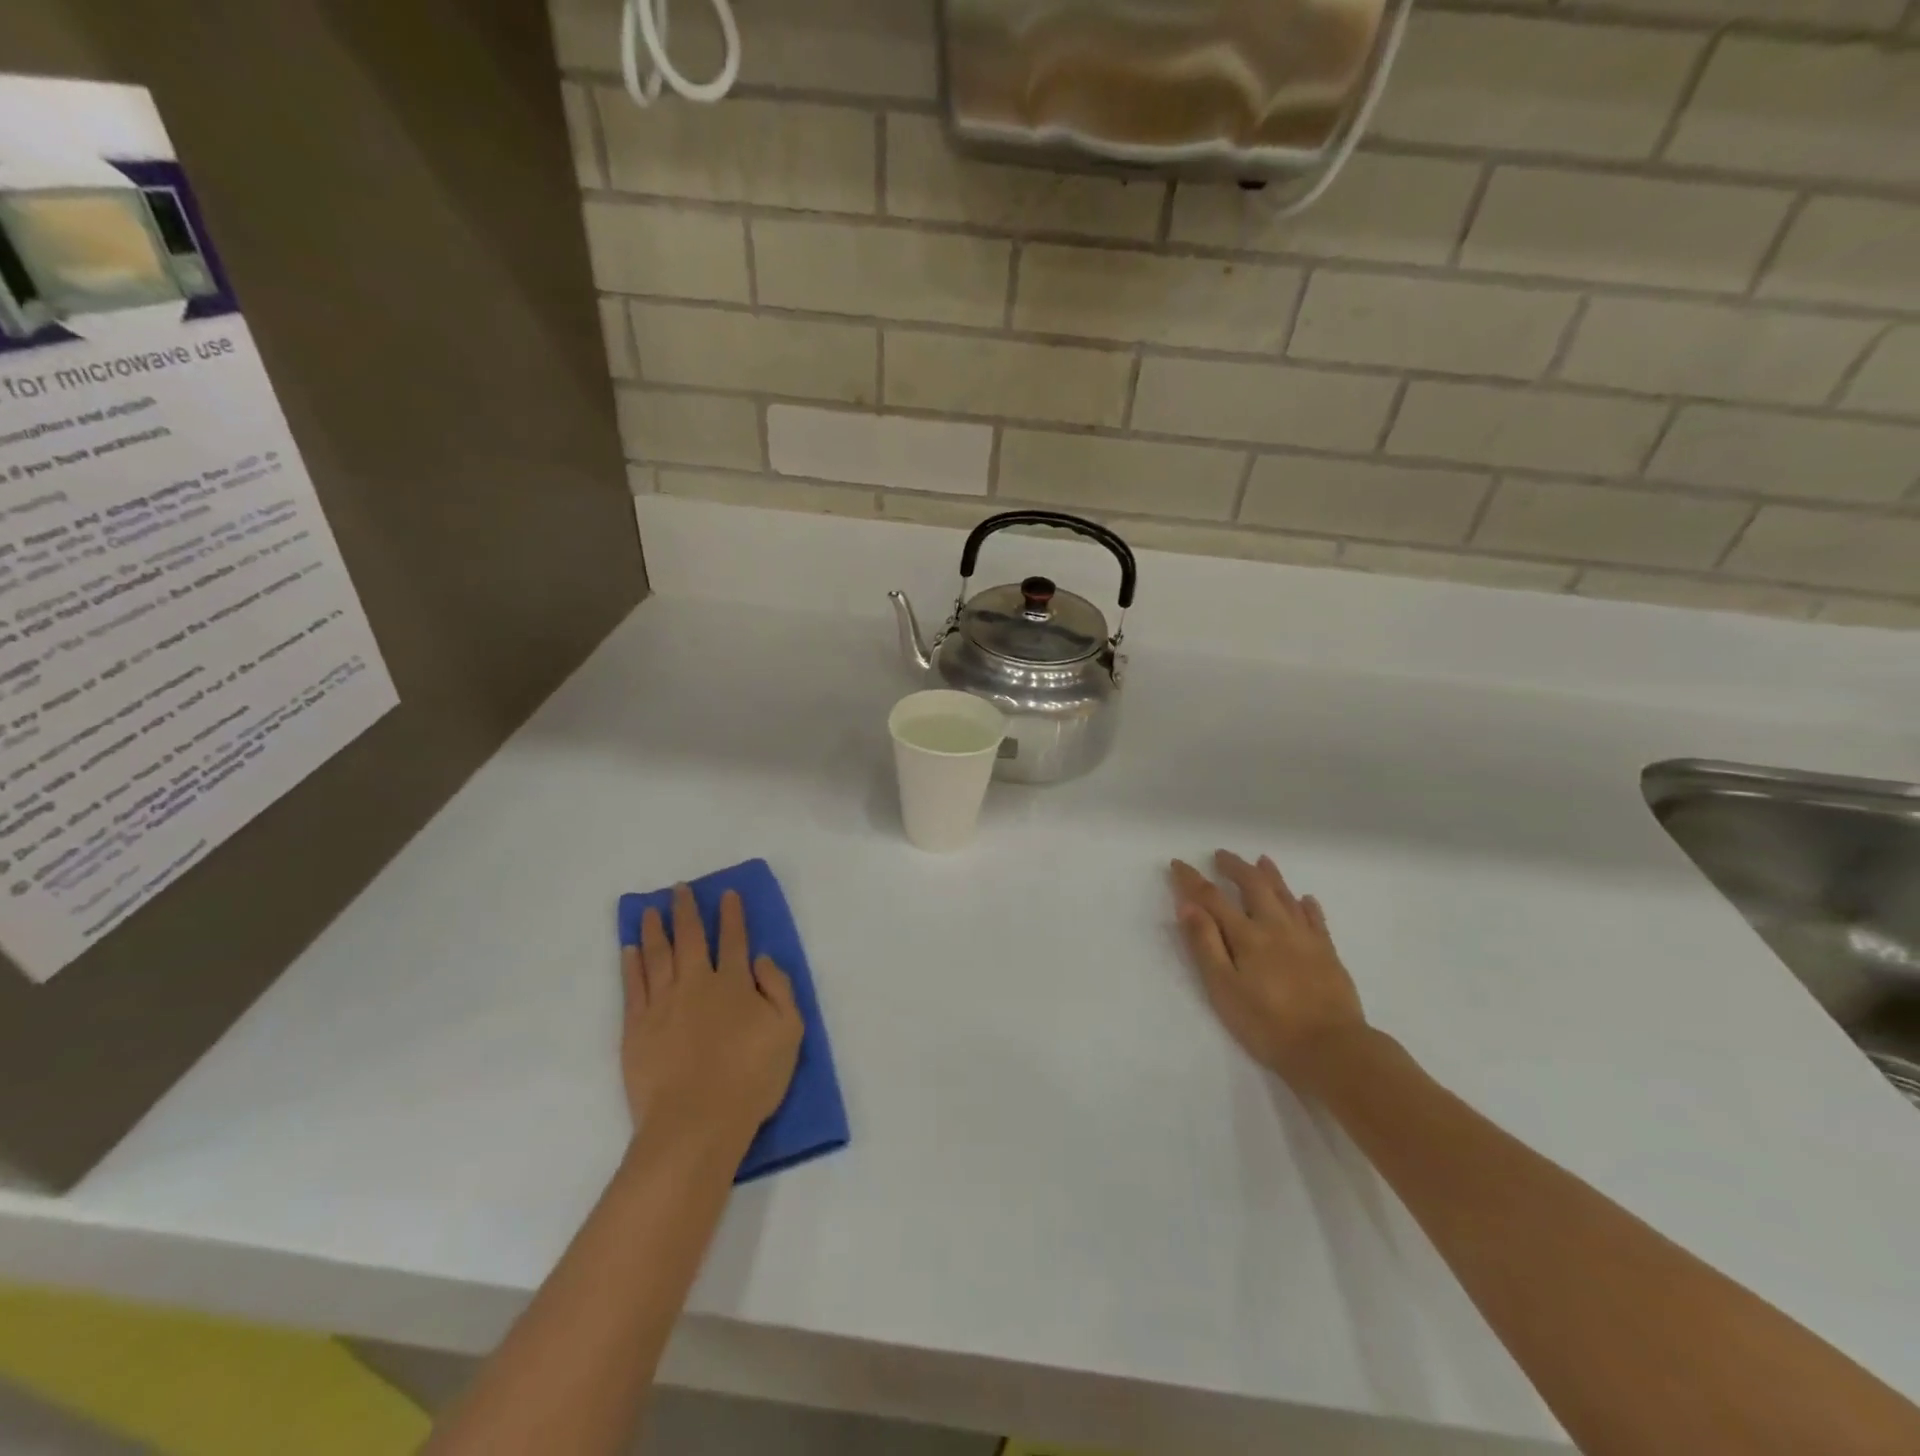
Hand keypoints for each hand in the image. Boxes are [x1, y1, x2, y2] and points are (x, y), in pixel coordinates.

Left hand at [621, 886, 802, 1149]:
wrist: (696, 1124)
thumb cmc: (751, 1079)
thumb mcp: (789, 1033)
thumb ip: (779, 989)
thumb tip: (761, 959)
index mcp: (735, 985)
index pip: (734, 940)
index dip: (732, 915)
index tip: (727, 893)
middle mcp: (697, 984)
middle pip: (691, 938)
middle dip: (687, 911)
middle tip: (679, 889)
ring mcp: (663, 1004)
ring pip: (658, 955)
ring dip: (656, 929)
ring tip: (651, 909)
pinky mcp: (636, 1028)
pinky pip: (633, 985)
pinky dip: (631, 963)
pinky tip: (630, 948)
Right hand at [1170, 851, 1368, 1090]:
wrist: (1332, 1049)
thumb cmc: (1268, 1024)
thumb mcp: (1224, 988)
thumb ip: (1205, 945)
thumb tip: (1187, 906)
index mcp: (1247, 935)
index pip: (1213, 898)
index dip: (1192, 880)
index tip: (1178, 864)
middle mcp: (1276, 927)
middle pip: (1254, 886)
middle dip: (1235, 867)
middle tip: (1221, 855)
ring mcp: (1305, 938)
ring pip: (1286, 896)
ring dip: (1271, 876)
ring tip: (1262, 860)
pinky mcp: (1328, 953)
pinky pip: (1316, 919)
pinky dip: (1307, 905)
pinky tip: (1306, 899)